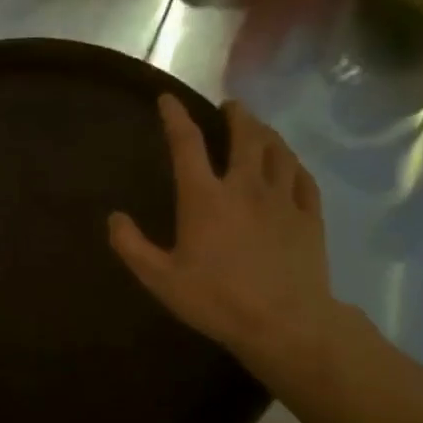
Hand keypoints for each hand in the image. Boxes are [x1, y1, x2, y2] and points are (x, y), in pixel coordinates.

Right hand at [108, 96, 338, 373]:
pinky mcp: (309, 216)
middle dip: (236, 115)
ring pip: (277, 151)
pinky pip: (302, 177)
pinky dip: (292, 163)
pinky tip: (289, 164)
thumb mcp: (159, 278)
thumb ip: (131, 246)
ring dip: (266, 132)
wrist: (285, 323)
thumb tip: (114, 217)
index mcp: (204, 198)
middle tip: (230, 106)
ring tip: (258, 127)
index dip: (175, 117)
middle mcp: (245, 187)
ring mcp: (282, 199)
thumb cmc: (216, 299)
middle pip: (244, 136)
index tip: (167, 99)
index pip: (186, 144)